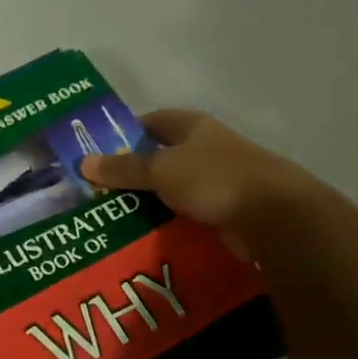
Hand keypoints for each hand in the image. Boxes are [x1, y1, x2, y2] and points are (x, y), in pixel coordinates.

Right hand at [79, 110, 316, 256]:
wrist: (275, 218)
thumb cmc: (216, 179)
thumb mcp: (161, 169)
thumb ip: (123, 168)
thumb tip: (82, 162)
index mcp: (192, 127)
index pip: (150, 122)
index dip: (122, 134)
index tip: (94, 153)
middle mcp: (203, 149)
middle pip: (157, 158)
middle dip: (128, 173)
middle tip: (93, 192)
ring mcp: (214, 181)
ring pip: (168, 189)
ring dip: (144, 202)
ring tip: (108, 217)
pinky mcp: (221, 211)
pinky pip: (182, 215)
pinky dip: (163, 223)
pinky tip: (139, 236)